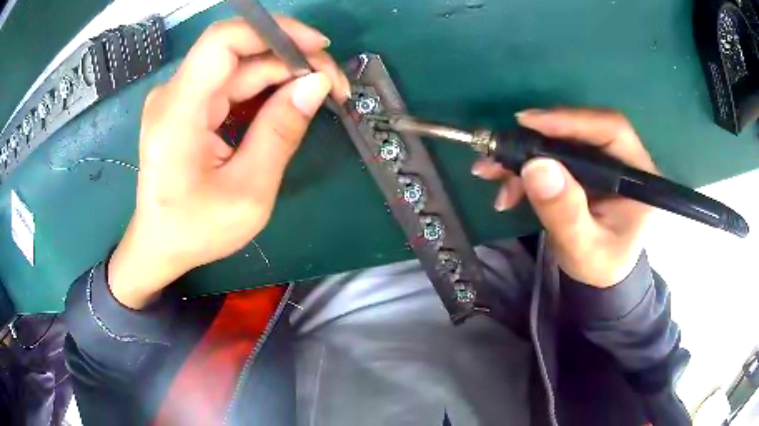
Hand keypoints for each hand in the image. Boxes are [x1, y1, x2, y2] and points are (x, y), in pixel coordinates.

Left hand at [108, 17, 350, 308]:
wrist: (160, 244)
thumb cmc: (196, 230)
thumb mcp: (248, 193)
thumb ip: (280, 133)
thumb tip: (317, 84)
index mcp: (178, 113)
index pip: (223, 41)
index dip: (275, 31)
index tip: (318, 48)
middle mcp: (173, 95)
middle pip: (239, 52)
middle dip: (291, 60)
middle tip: (332, 86)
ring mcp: (179, 98)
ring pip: (239, 66)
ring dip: (282, 74)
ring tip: (317, 96)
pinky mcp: (187, 105)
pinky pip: (231, 83)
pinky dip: (264, 88)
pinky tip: (287, 104)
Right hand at [472, 108, 657, 287]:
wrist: (598, 275)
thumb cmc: (600, 266)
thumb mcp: (584, 248)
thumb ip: (565, 212)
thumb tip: (536, 166)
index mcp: (638, 175)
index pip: (611, 130)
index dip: (571, 120)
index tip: (529, 123)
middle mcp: (622, 159)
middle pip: (580, 130)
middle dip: (536, 139)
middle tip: (500, 149)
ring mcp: (601, 162)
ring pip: (560, 141)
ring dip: (522, 155)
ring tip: (491, 173)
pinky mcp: (583, 167)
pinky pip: (551, 156)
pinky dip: (524, 169)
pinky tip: (506, 189)